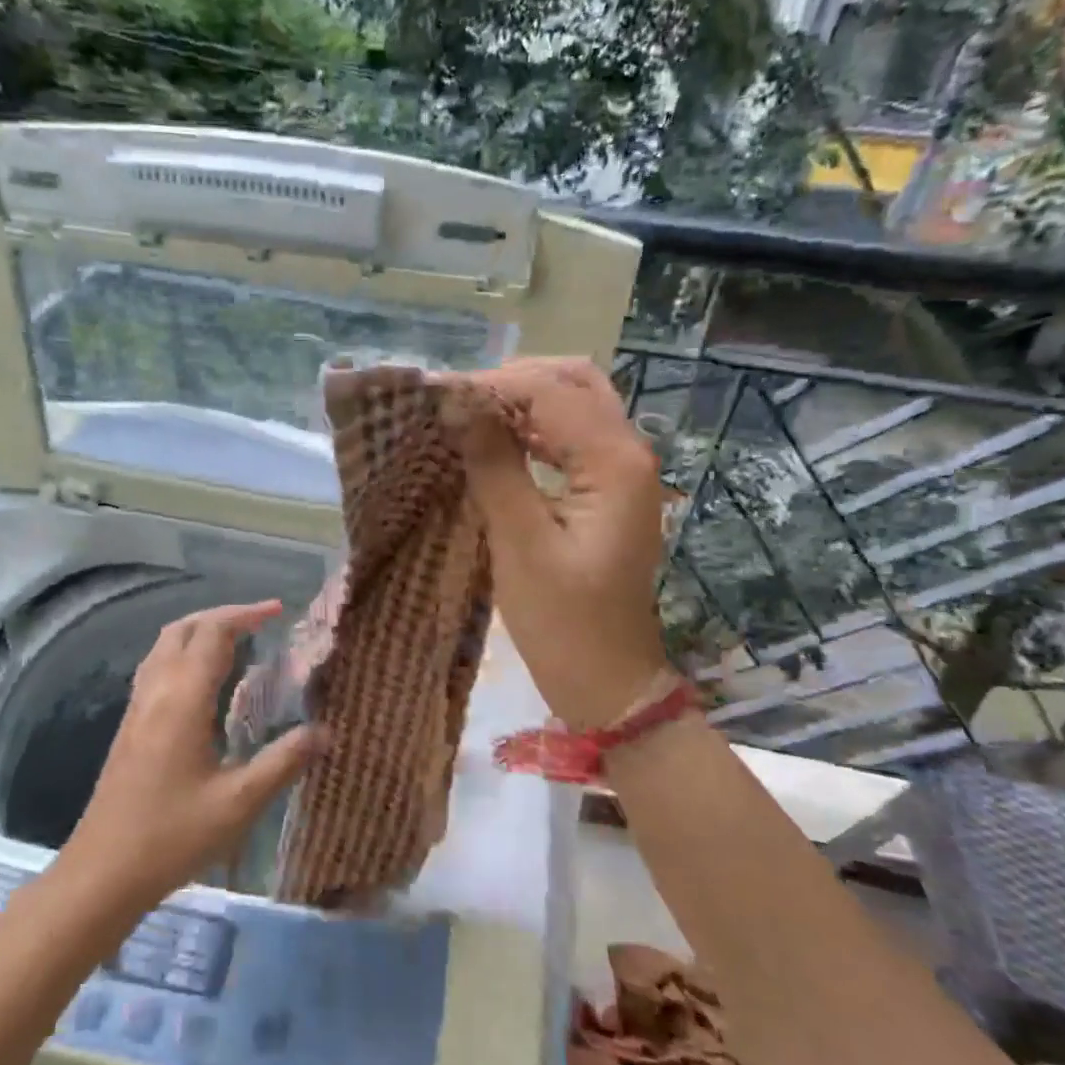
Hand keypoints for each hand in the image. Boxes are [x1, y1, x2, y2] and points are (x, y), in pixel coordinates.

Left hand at [61, 600, 321, 909]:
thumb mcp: (239, 803)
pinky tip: (204, 684)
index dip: (246, 614)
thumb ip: (283, 762)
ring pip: (164, 646)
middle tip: (259, 622)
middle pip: (183, 628)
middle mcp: (156, 691)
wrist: (102, 873)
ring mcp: (137, 707)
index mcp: (183, 699)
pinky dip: (183, 654)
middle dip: (221, 615)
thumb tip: (325, 731)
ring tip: (236, 643)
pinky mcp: (129, 726)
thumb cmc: (172, 836)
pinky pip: (156, 668)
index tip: (278, 610)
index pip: (212, 633)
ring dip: (199, 631)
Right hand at [457, 357, 675, 729]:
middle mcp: (629, 453)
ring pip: (576, 405)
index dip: (491, 384)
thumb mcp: (520, 542)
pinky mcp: (610, 492)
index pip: (550, 391)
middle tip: (456, 401)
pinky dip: (535, 429)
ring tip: (467, 416)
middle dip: (512, 381)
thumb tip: (458, 403)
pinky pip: (573, 438)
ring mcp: (624, 472)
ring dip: (523, 402)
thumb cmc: (563, 622)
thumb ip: (494, 465)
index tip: (435, 396)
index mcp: (614, 462)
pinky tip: (497, 443)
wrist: (609, 683)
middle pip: (574, 382)